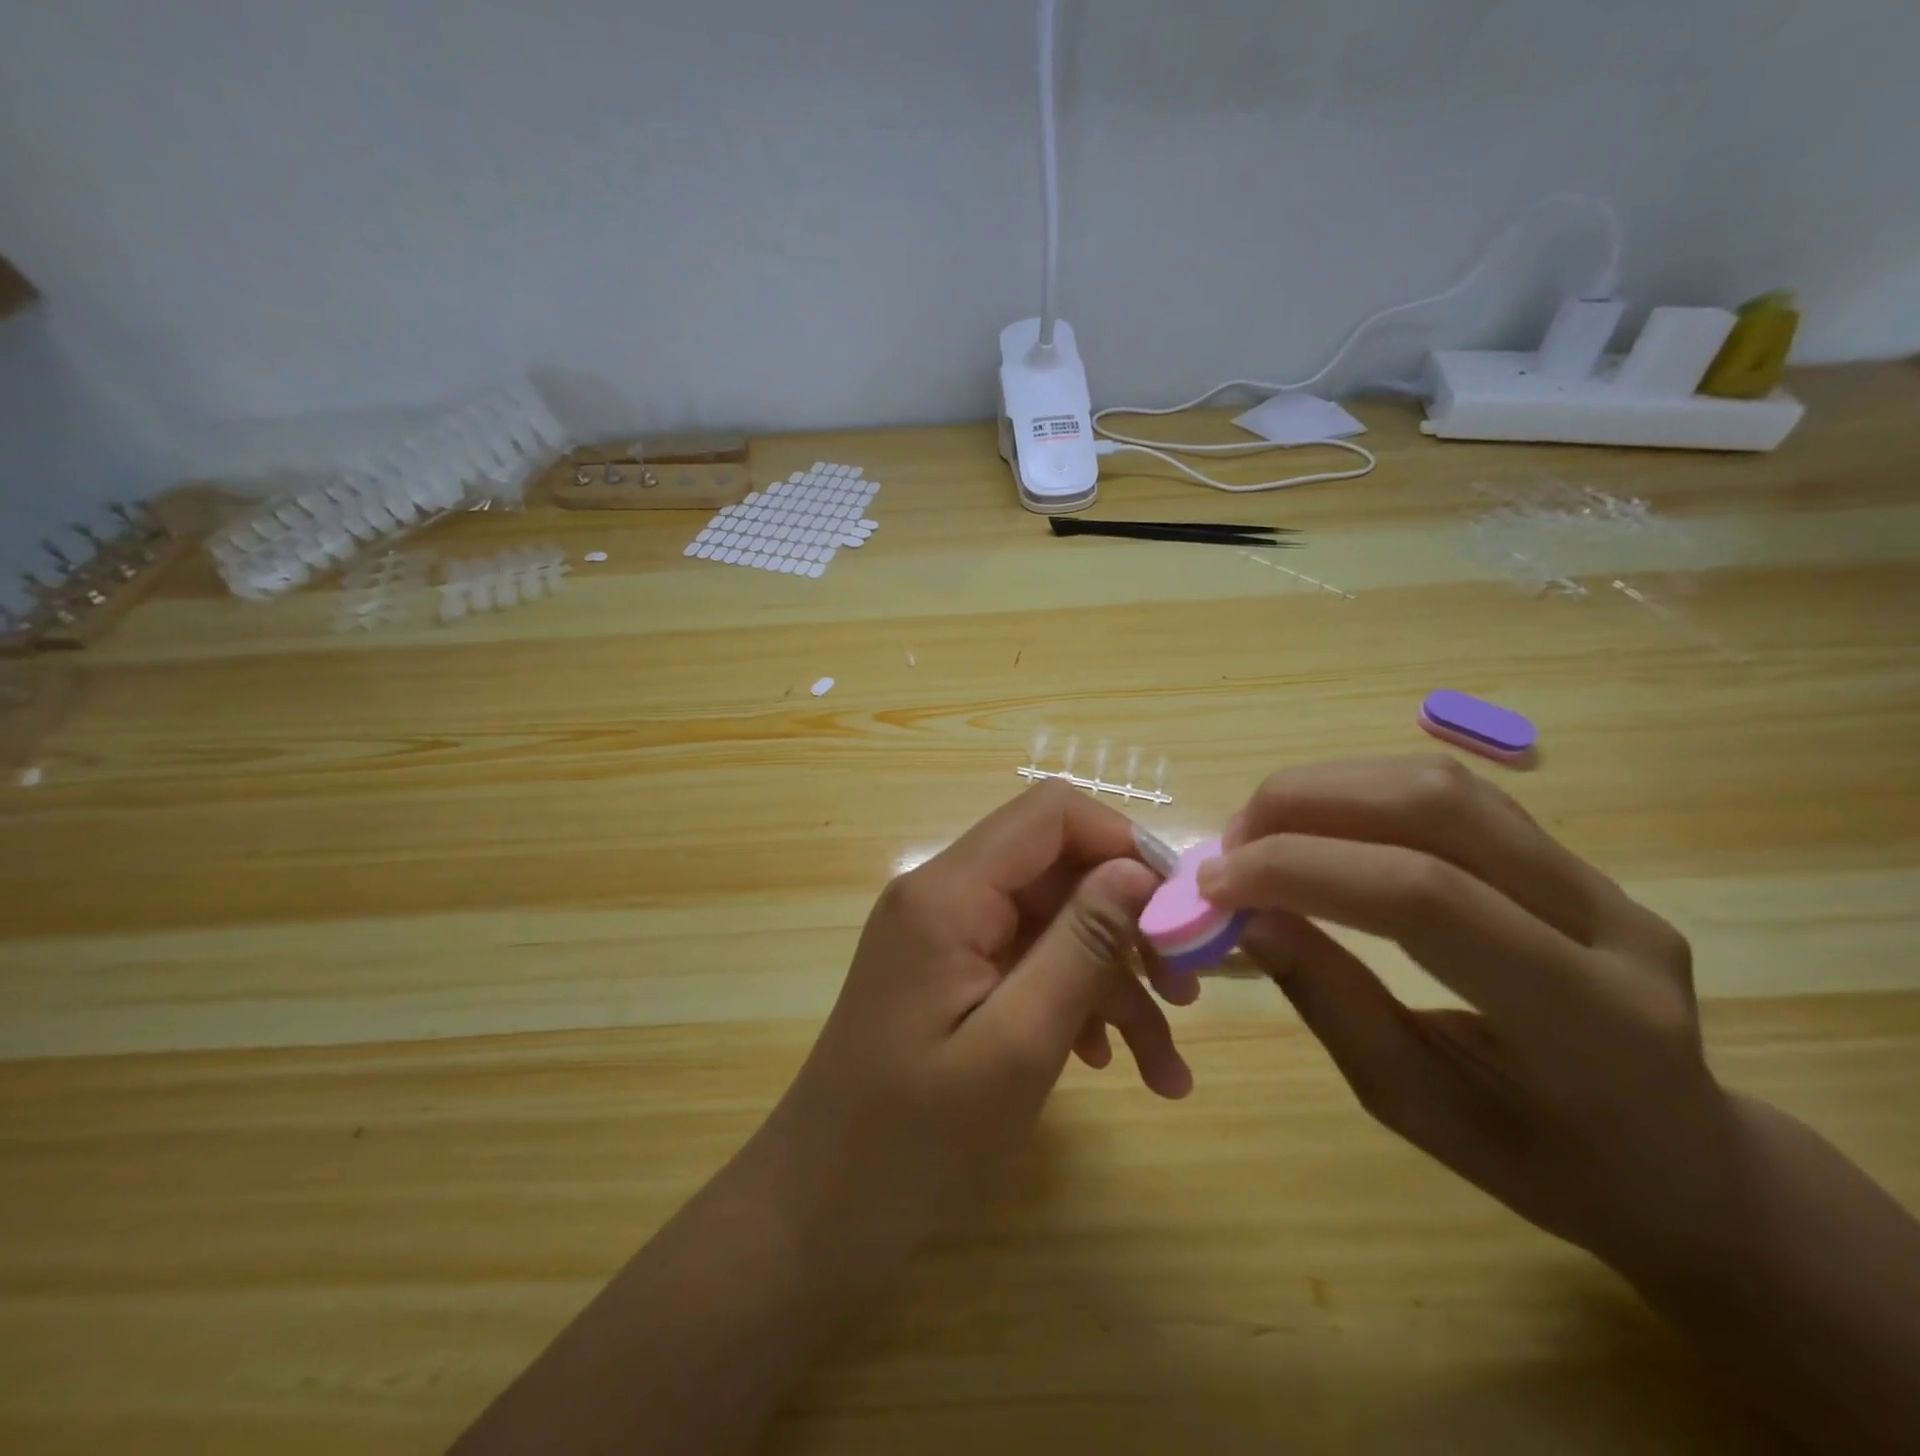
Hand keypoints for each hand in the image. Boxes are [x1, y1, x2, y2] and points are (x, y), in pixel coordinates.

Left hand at [751, 782, 1190, 1275]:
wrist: (822, 1207)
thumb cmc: (917, 1137)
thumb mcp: (1019, 1042)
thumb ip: (1081, 946)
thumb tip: (1137, 869)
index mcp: (948, 892)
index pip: (1050, 813)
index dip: (1123, 842)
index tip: (1180, 907)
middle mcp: (943, 893)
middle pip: (1057, 869)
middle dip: (1127, 925)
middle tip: (1186, 993)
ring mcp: (944, 933)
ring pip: (1051, 923)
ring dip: (1112, 982)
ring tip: (1163, 1065)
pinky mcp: (948, 971)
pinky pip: (1026, 960)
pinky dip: (1073, 1000)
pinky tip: (1107, 1062)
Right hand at [1201, 756, 1737, 1273]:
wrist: (1684, 1161)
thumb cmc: (1543, 1163)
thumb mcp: (1415, 1107)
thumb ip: (1330, 1000)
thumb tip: (1245, 917)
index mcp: (1585, 1021)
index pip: (1425, 898)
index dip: (1302, 871)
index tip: (1214, 886)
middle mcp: (1608, 925)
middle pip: (1436, 807)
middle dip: (1306, 805)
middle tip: (1230, 846)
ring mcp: (1598, 879)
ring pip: (1441, 784)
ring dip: (1326, 788)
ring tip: (1260, 832)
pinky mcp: (1569, 855)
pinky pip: (1450, 795)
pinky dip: (1359, 793)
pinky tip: (1315, 825)